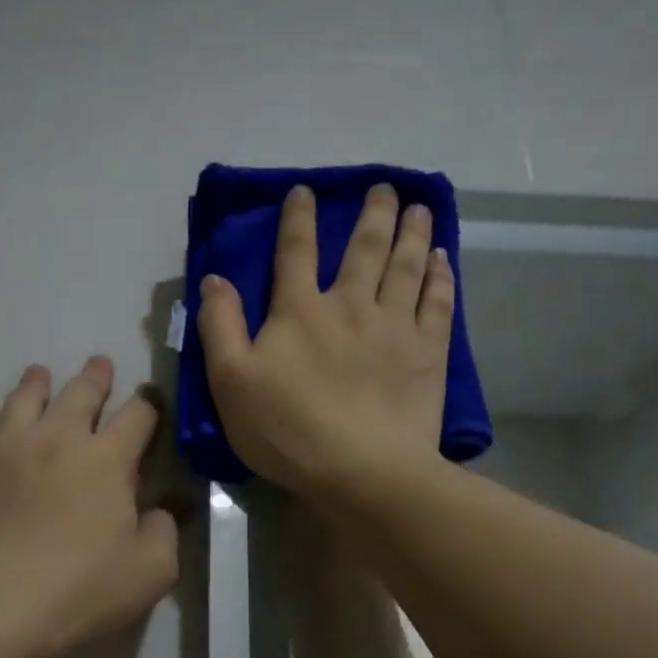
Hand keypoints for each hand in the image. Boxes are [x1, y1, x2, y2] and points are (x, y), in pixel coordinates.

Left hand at [0, 357, 178, 657]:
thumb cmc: (81, 589)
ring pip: (21, 401)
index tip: (150, 400)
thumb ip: (163, 532)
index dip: (148, 405)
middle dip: (95, 377)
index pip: (137, 417)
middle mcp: (56, 440)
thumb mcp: (151, 571)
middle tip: (100, 364)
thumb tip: (160, 510)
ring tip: (38, 372)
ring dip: (34, 384)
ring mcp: (4, 450)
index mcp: (107, 460)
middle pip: (80, 394)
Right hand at [196, 182, 453, 496]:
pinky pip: (438, 303)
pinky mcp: (428, 353)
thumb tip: (214, 278)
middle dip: (373, 214)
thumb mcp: (231, 382)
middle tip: (385, 187)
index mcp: (300, 311)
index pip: (296, 252)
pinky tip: (443, 260)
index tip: (305, 191)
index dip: (298, 218)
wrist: (362, 470)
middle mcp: (351, 305)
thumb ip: (220, 326)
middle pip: (364, 248)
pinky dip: (441, 277)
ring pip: (407, 266)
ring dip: (413, 233)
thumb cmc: (288, 429)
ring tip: (420, 207)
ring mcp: (396, 326)